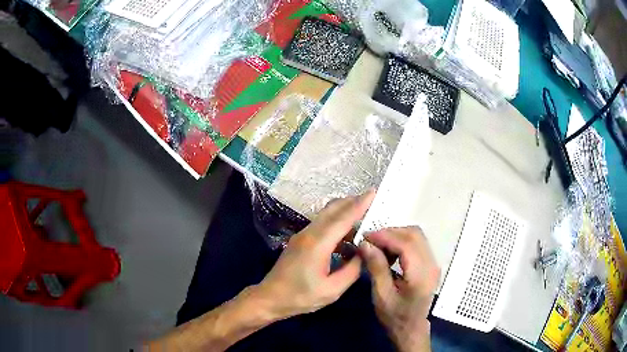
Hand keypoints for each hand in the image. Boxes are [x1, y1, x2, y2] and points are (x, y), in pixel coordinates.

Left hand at [254, 191, 375, 319]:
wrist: (270, 297)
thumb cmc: (301, 297)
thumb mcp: (332, 290)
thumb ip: (352, 270)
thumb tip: (364, 253)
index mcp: (317, 244)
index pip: (342, 218)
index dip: (359, 204)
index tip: (373, 192)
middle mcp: (309, 234)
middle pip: (332, 209)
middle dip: (352, 202)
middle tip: (372, 201)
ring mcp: (302, 235)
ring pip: (326, 216)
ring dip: (345, 214)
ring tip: (364, 222)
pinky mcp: (300, 240)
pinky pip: (322, 226)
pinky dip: (337, 226)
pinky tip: (347, 241)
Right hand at [359, 227, 439, 351]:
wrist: (411, 328)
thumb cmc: (395, 316)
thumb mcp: (382, 296)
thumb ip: (376, 268)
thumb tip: (365, 244)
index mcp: (421, 275)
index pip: (406, 245)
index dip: (386, 236)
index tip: (365, 237)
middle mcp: (432, 264)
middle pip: (414, 234)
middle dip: (391, 232)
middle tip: (370, 240)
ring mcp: (433, 263)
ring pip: (417, 236)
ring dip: (396, 235)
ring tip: (377, 245)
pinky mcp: (430, 263)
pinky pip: (417, 243)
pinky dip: (402, 241)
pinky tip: (389, 251)